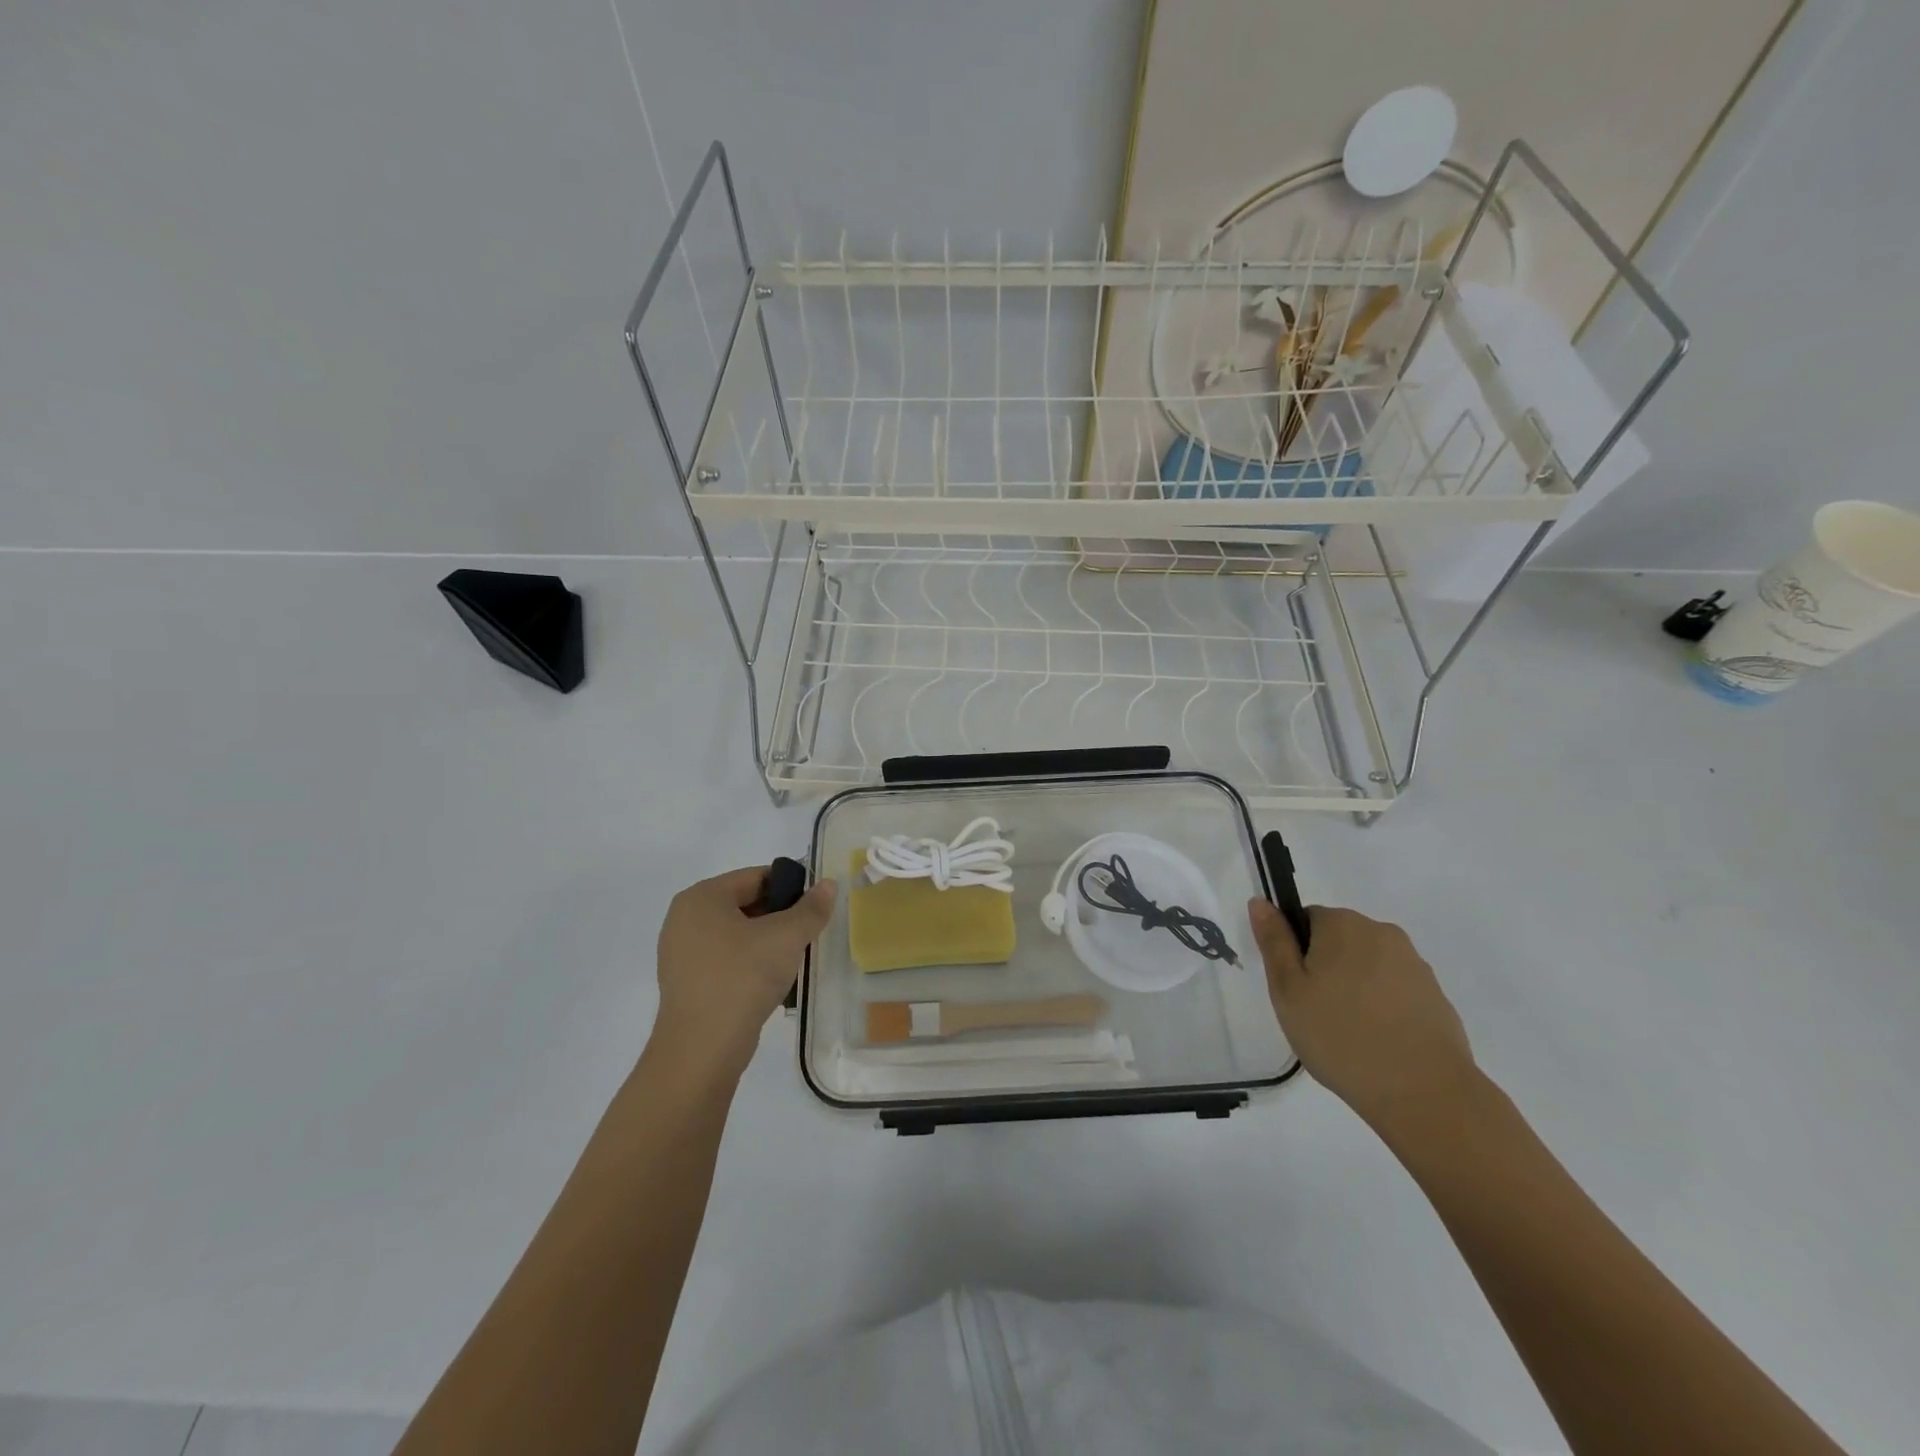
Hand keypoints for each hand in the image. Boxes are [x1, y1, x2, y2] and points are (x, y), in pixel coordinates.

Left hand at [653, 867, 836, 1079]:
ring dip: (767, 943)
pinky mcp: (687, 983)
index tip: (816, 908)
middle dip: (780, 917)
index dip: (791, 887)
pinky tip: (771, 982)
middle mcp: (684, 919)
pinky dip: (750, 964)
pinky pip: (727, 960)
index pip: (757, 877)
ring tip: (793, 960)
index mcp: (701, 897)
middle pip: (746, 904)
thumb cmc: (742, 979)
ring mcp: (681, 953)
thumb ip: (811, 908)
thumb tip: (827, 885)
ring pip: (738, 934)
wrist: (702, 1050)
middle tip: (808, 935)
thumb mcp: (786, 937)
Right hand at [1247, 899, 1477, 1131]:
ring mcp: (1415, 965)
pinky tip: (1378, 1043)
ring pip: (1368, 966)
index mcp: (1342, 924)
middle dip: (1325, 968)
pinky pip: (1395, 991)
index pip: (1306, 919)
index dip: (1295, 952)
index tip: (1296, 989)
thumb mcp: (1288, 990)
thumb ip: (1274, 942)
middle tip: (1315, 1013)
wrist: (1424, 1093)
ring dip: (1355, 988)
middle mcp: (1382, 933)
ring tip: (1348, 1034)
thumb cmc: (1340, 1036)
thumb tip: (1260, 901)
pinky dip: (1383, 1008)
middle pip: (1339, 941)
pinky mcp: (1437, 997)